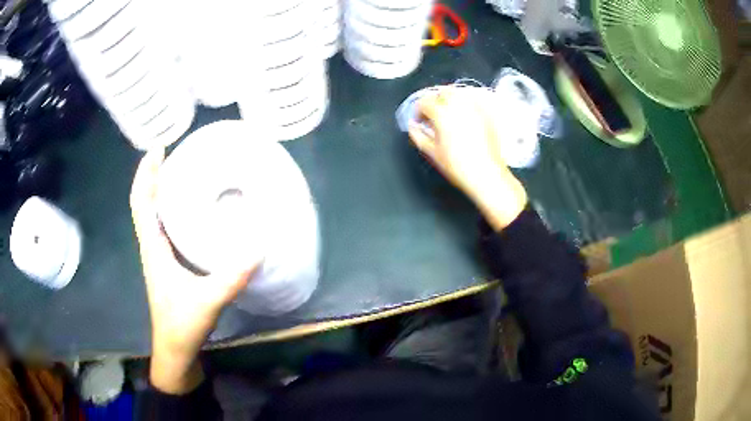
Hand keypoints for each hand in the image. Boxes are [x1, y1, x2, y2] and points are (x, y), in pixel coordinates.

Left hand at [130, 150, 258, 393]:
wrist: (175, 349)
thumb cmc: (182, 325)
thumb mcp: (207, 301)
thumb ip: (231, 277)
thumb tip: (258, 248)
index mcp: (153, 248)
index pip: (141, 203)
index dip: (146, 174)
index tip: (159, 149)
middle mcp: (152, 245)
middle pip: (145, 201)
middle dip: (154, 174)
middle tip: (175, 153)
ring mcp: (159, 255)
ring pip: (153, 213)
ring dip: (160, 189)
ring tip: (182, 171)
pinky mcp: (168, 263)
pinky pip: (164, 226)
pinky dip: (171, 209)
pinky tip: (190, 208)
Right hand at [408, 87, 528, 230]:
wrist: (486, 174)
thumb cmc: (459, 166)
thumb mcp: (432, 152)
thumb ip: (418, 135)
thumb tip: (413, 126)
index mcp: (442, 113)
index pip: (424, 102)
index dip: (418, 110)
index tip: (419, 120)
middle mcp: (458, 106)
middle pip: (441, 92)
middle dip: (434, 100)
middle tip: (432, 115)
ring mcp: (474, 108)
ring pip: (458, 93)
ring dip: (449, 99)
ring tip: (446, 114)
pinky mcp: (486, 113)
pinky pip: (472, 100)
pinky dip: (464, 104)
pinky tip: (463, 116)